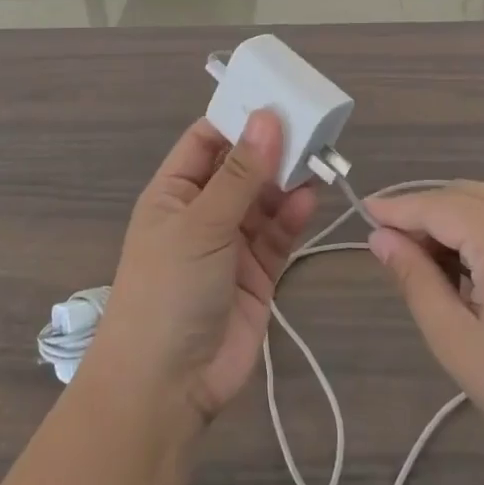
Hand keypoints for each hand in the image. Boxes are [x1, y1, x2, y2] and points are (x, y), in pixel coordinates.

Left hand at [84, 111, 318, 431]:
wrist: (166, 387)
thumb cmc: (169, 289)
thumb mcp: (202, 224)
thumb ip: (241, 174)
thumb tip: (267, 116)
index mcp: (174, 191)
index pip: (206, 140)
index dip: (237, 118)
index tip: (276, 97)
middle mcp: (202, 212)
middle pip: (241, 168)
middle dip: (271, 148)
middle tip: (310, 124)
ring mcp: (230, 244)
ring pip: (264, 200)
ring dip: (286, 181)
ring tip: (317, 157)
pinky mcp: (257, 274)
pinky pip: (277, 235)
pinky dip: (292, 216)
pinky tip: (309, 198)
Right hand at [366, 184, 483, 481]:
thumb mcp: (460, 344)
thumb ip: (416, 281)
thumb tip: (380, 238)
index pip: (436, 205)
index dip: (397, 208)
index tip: (365, 212)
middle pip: (465, 195)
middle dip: (427, 214)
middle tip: (400, 252)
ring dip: (459, 220)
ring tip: (443, 270)